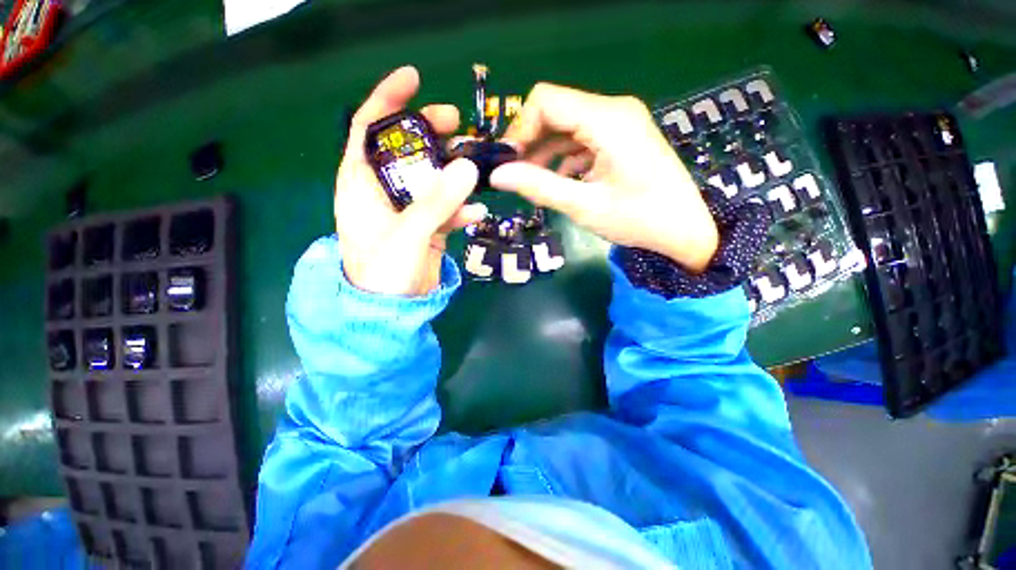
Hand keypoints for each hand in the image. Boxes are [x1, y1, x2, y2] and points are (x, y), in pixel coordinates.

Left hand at [336, 66, 486, 295]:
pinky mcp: (428, 226)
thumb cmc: (384, 272)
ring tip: (476, 170)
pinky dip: (461, 209)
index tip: (414, 79)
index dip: (388, 100)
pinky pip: (447, 209)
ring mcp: (410, 209)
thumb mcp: (408, 235)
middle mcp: (385, 190)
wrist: (392, 310)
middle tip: (457, 124)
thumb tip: (468, 166)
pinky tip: (475, 215)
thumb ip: (436, 203)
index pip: (370, 128)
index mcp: (363, 183)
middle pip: (408, 149)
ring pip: (433, 178)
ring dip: (454, 172)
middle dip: (431, 133)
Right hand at [490, 83, 717, 271]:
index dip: (520, 128)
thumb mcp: (583, 205)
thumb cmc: (638, 219)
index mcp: (607, 119)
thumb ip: (539, 187)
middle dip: (530, 142)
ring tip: (533, 182)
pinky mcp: (621, 137)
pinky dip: (564, 157)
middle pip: (556, 111)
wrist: (684, 229)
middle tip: (515, 175)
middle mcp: (613, 110)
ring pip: (567, 127)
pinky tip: (559, 181)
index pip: (546, 100)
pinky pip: (582, 139)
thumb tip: (497, 176)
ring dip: (545, 152)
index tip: (508, 162)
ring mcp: (619, 123)